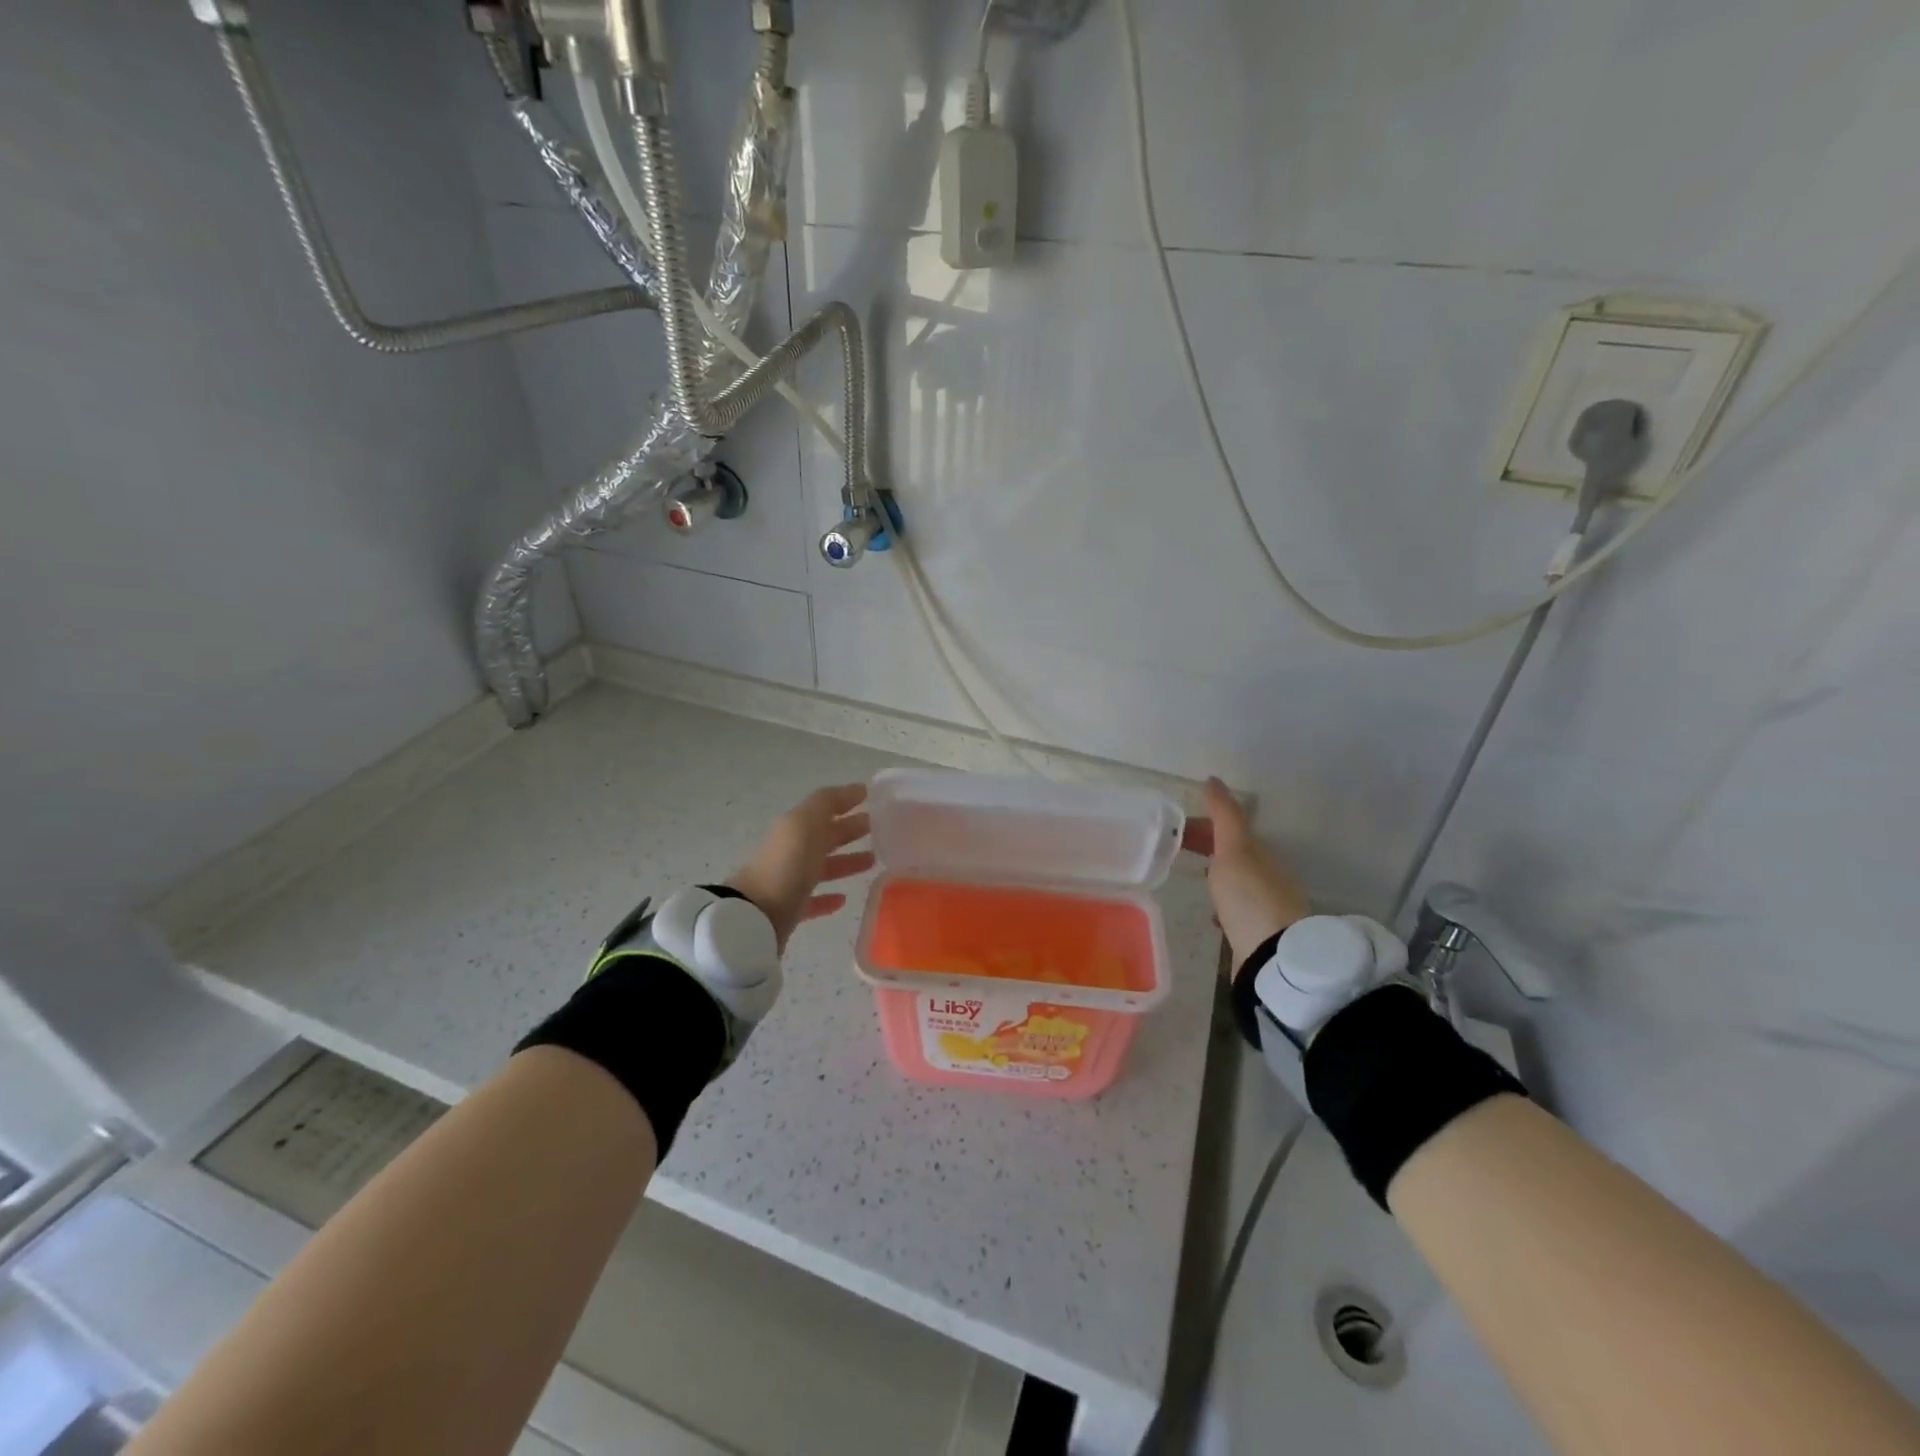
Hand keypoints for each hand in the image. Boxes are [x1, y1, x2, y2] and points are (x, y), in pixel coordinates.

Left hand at [726, 784, 874, 952]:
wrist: (755, 915)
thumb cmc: (786, 864)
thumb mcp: (807, 823)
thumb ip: (829, 803)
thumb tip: (857, 789)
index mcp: (795, 827)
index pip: (825, 809)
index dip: (847, 801)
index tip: (875, 799)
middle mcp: (792, 851)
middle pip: (825, 836)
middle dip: (851, 830)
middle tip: (881, 830)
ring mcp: (790, 881)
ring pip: (823, 868)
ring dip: (846, 862)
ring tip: (873, 862)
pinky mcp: (790, 910)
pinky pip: (813, 900)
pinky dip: (828, 898)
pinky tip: (844, 899)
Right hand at [1182, 777, 1312, 970]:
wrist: (1274, 958)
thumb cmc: (1251, 898)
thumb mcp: (1234, 850)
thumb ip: (1224, 816)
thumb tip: (1213, 779)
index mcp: (1259, 854)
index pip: (1226, 830)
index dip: (1199, 826)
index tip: (1171, 829)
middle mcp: (1265, 877)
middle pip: (1231, 854)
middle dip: (1205, 847)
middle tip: (1172, 849)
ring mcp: (1263, 907)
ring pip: (1234, 881)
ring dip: (1214, 875)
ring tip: (1188, 876)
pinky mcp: (1257, 934)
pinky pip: (1236, 910)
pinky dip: (1221, 905)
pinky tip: (1210, 915)